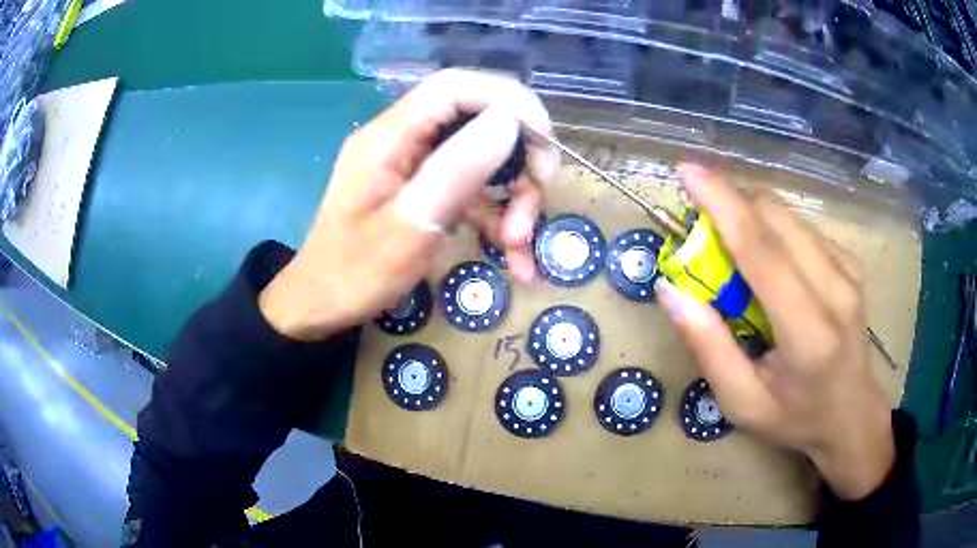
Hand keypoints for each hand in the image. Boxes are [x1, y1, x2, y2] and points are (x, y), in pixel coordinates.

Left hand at [259, 69, 559, 341]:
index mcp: (391, 136)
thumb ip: (457, 169)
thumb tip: (509, 122)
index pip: (455, 87)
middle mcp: (403, 139)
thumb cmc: (355, 272)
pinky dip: (497, 218)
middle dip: (519, 155)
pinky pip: (471, 190)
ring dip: (513, 195)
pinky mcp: (423, 190)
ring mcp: (414, 165)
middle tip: (541, 192)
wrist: (321, 305)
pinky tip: (514, 257)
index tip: (545, 138)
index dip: (508, 99)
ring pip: (482, 157)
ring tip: (520, 243)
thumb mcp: (411, 225)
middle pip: (477, 119)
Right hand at [656, 163, 894, 500]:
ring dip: (750, 215)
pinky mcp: (850, 262)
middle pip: (776, 217)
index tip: (687, 171)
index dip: (723, 204)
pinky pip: (801, 227)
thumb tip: (671, 290)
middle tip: (700, 226)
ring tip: (731, 249)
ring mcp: (848, 270)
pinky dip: (772, 230)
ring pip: (788, 215)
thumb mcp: (742, 403)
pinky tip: (767, 263)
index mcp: (809, 333)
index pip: (763, 252)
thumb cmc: (796, 417)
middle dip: (731, 203)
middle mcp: (836, 288)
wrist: (852, 415)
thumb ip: (708, 348)